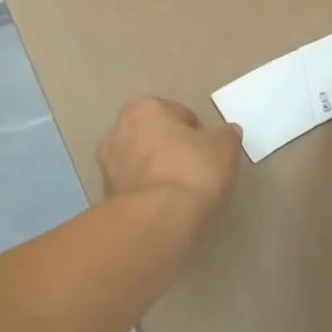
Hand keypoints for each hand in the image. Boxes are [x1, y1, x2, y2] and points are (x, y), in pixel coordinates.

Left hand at [97, 98, 243, 228]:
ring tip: (182, 194)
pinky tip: (167, 209)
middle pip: (155, 138)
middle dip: (172, 150)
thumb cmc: (192, 170)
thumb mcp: (225, 146)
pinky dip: (150, 196)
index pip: (179, 114)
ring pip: (143, 165)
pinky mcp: (106, 201)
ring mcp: (107, 168)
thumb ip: (225, 135)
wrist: (157, 222)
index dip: (197, 133)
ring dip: (158, 174)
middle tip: (196, 170)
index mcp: (143, 108)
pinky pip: (136, 191)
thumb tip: (225, 134)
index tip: (208, 153)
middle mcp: (117, 132)